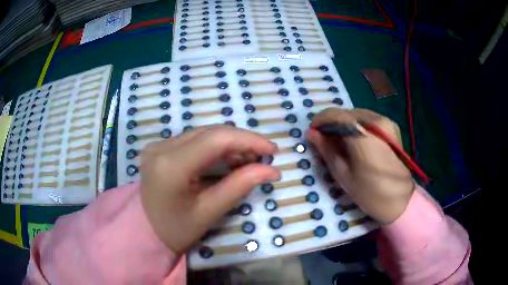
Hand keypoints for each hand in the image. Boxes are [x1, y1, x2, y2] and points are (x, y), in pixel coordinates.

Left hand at [140, 125, 280, 253]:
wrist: (145, 230)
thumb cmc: (176, 229)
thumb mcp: (209, 212)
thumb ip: (240, 186)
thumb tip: (272, 170)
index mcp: (170, 166)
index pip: (216, 139)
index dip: (248, 140)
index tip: (272, 150)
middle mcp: (161, 147)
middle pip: (210, 132)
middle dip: (242, 141)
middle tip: (263, 157)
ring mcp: (158, 145)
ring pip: (203, 133)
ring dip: (229, 144)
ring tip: (248, 160)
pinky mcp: (160, 147)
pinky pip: (194, 139)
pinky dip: (215, 147)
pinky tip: (228, 158)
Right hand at [307, 108, 413, 223]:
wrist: (401, 200)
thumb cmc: (370, 193)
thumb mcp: (343, 174)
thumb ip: (326, 150)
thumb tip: (311, 133)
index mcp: (363, 134)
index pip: (335, 115)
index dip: (320, 120)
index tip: (312, 132)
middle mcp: (376, 121)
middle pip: (346, 113)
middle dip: (331, 122)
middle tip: (323, 138)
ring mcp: (386, 121)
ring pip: (356, 114)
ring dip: (344, 123)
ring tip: (337, 140)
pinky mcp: (391, 126)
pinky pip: (367, 119)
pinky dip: (356, 125)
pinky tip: (354, 140)